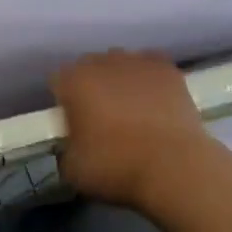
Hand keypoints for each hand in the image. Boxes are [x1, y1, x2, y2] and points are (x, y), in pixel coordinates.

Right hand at [54, 50, 212, 212]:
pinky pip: (149, 65)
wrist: (174, 167)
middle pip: (89, 67)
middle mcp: (102, 62)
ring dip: (119, 79)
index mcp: (74, 81)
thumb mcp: (73, 170)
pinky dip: (148, 78)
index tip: (72, 122)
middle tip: (101, 117)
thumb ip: (66, 148)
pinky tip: (154, 99)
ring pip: (119, 63)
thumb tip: (74, 144)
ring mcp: (136, 61)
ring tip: (132, 108)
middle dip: (91, 86)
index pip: (58, 80)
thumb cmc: (117, 167)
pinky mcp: (166, 67)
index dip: (63, 101)